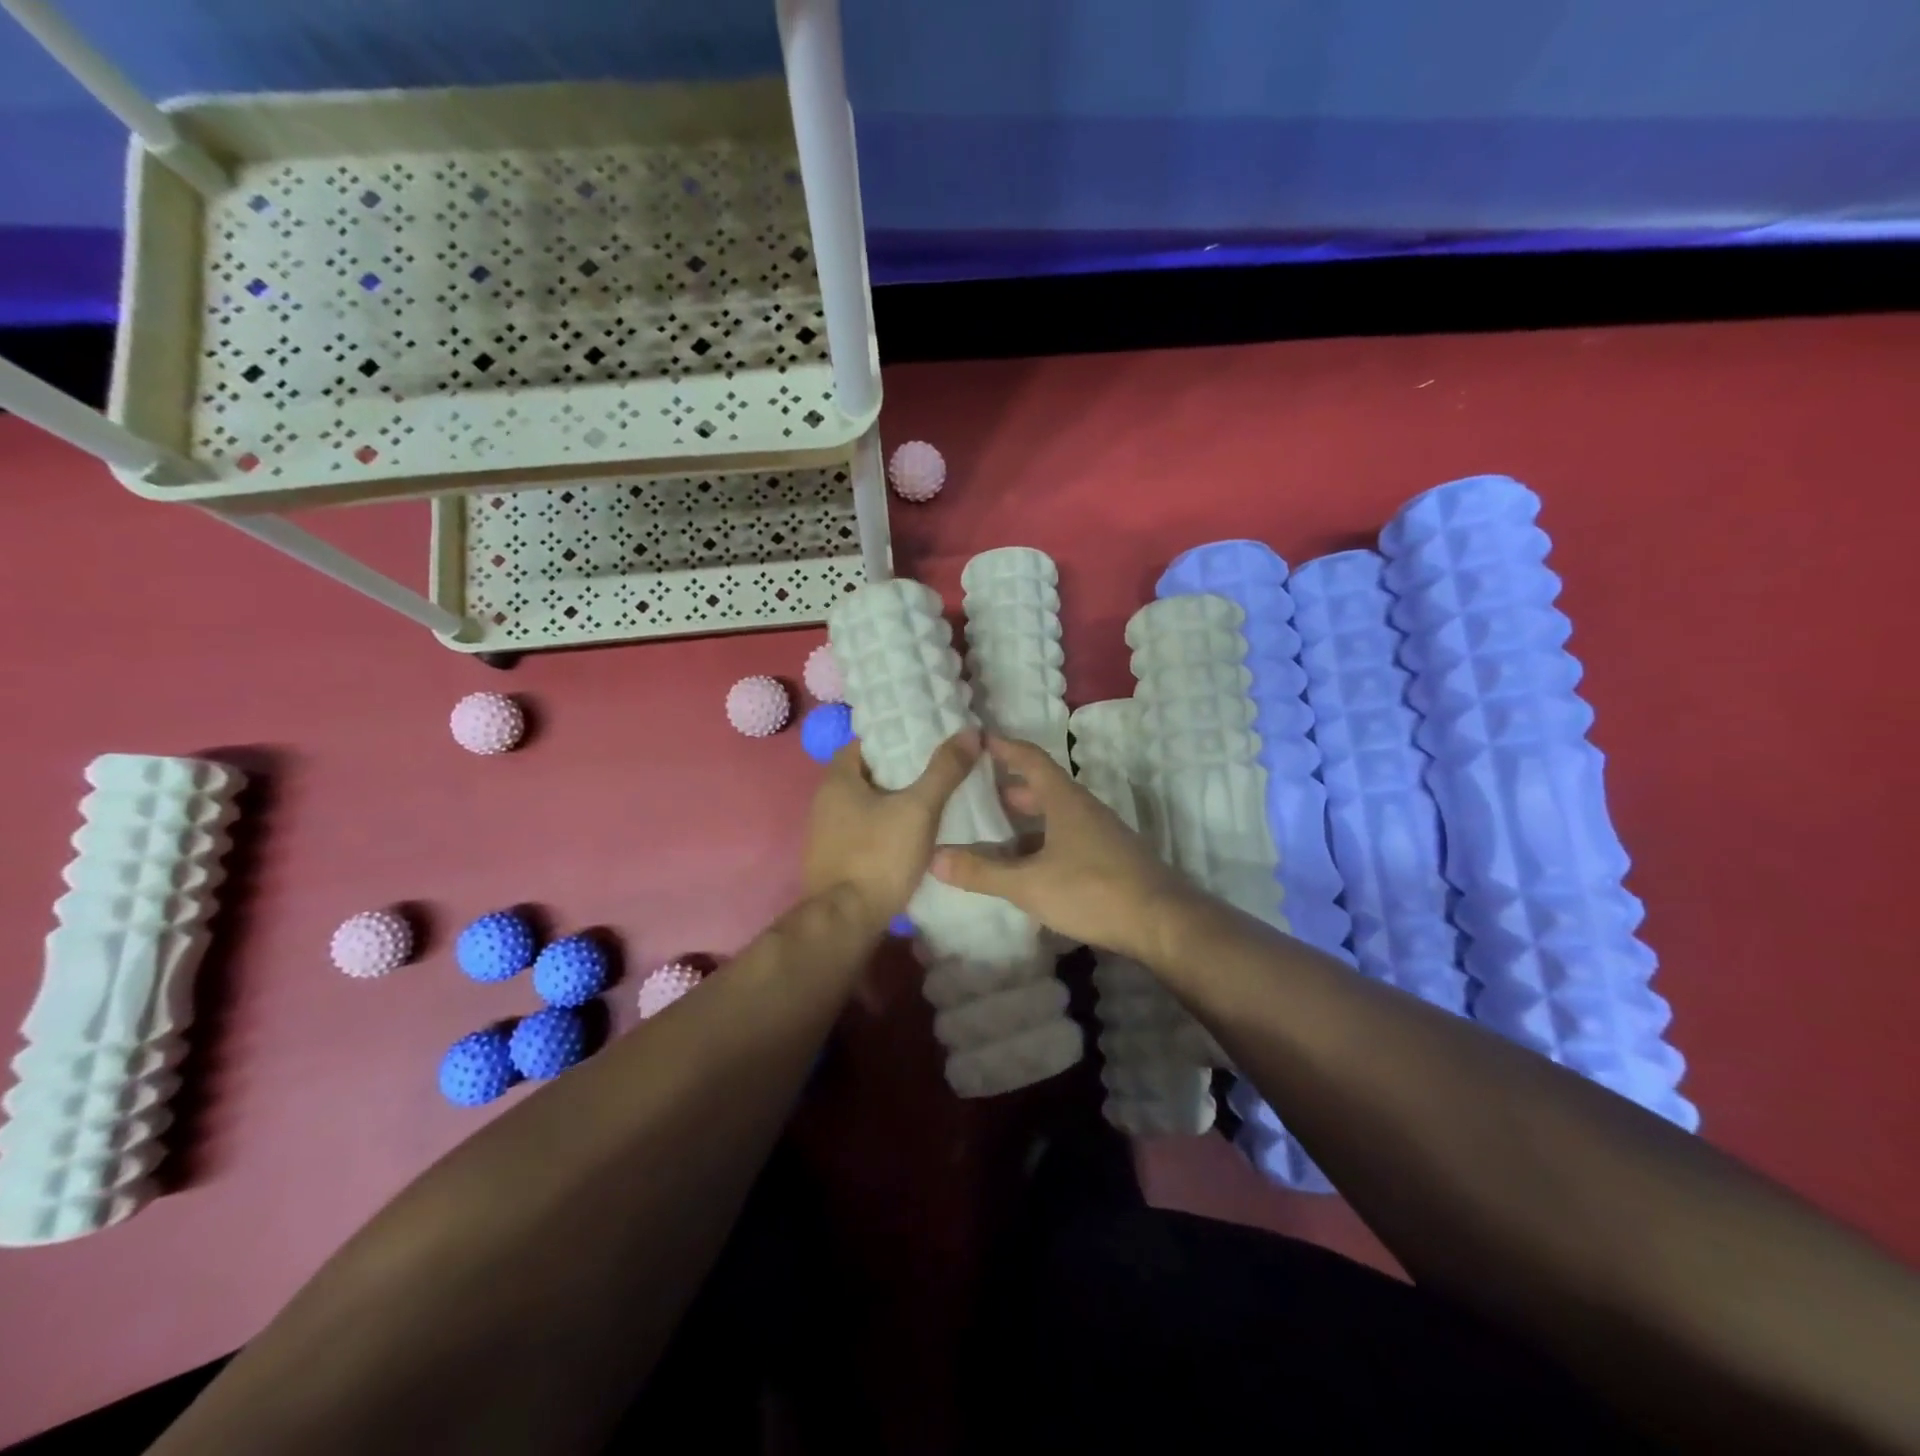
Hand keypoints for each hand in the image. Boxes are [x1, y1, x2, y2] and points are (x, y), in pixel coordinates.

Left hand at [803, 730, 981, 924]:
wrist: (845, 922)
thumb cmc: (878, 856)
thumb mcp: (919, 809)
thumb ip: (944, 771)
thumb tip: (970, 732)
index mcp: (837, 779)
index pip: (865, 743)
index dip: (896, 738)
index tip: (927, 740)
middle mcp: (824, 800)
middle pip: (867, 773)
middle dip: (900, 769)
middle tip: (938, 767)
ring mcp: (826, 833)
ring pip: (866, 804)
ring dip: (893, 800)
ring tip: (932, 798)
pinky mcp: (835, 859)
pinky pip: (864, 830)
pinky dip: (886, 826)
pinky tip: (912, 834)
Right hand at [930, 735, 1200, 963]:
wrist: (1163, 922)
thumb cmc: (1093, 890)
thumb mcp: (1029, 884)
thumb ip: (982, 871)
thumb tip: (934, 857)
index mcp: (1064, 800)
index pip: (1031, 759)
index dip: (1004, 747)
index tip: (979, 739)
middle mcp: (1084, 809)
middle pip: (1044, 786)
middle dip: (1011, 785)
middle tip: (978, 789)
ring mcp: (1101, 834)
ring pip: (1057, 816)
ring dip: (1028, 818)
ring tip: (997, 829)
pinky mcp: (1110, 859)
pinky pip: (1068, 838)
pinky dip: (1043, 842)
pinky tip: (1030, 866)